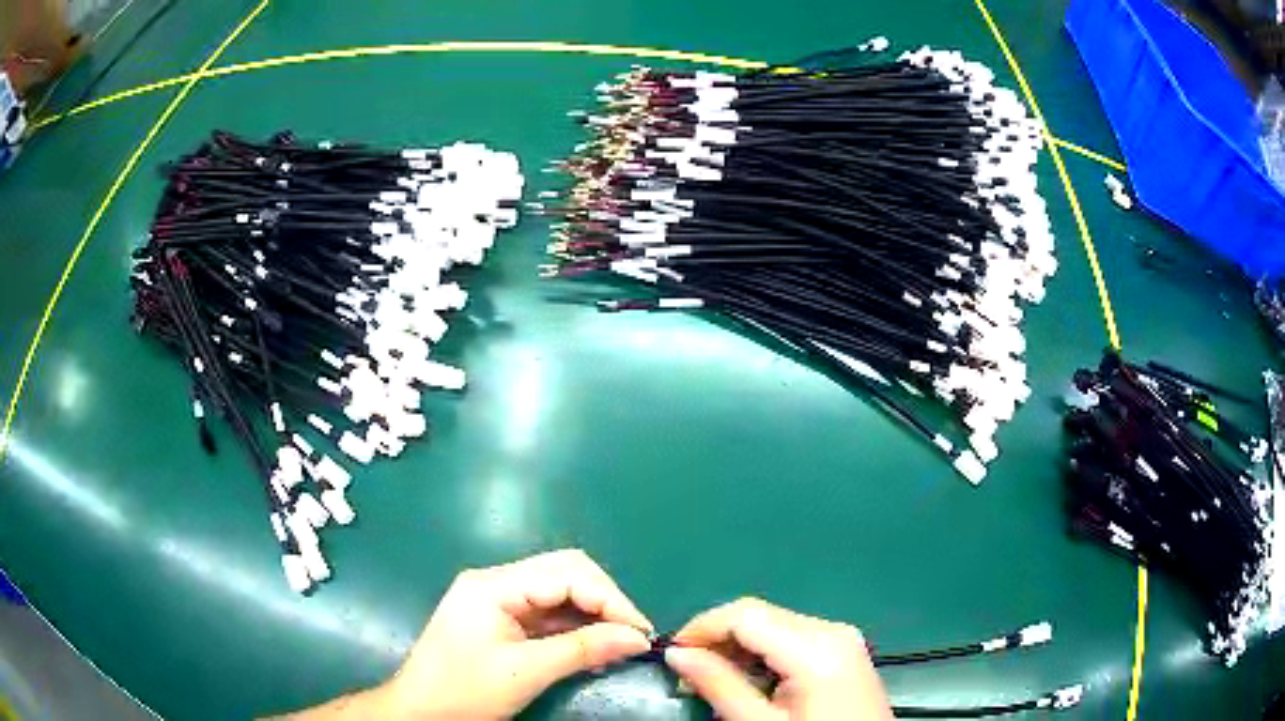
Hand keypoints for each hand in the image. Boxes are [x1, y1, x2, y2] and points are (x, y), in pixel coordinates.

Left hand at [286, 550, 652, 719]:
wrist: (418, 712)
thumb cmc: (464, 691)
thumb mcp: (525, 672)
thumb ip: (582, 649)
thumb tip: (638, 638)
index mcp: (494, 585)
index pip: (567, 573)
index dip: (610, 599)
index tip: (641, 633)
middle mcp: (496, 581)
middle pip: (565, 574)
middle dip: (604, 602)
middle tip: (632, 637)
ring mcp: (496, 599)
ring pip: (559, 593)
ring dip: (592, 617)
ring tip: (617, 648)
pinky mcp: (500, 619)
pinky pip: (547, 615)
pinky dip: (574, 629)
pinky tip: (591, 651)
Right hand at [665, 598, 892, 719]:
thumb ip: (719, 686)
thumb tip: (677, 654)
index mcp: (816, 647)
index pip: (745, 614)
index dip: (701, 628)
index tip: (671, 654)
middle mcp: (832, 630)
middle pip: (760, 615)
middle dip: (718, 638)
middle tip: (688, 673)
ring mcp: (843, 638)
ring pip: (774, 624)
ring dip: (738, 646)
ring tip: (713, 679)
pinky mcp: (846, 650)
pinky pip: (794, 637)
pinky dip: (764, 652)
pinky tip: (750, 679)